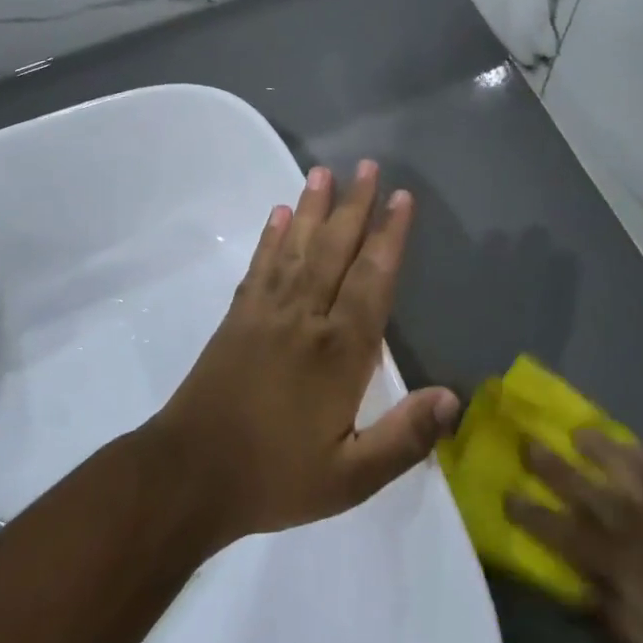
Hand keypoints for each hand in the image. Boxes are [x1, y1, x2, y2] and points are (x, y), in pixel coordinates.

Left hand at [151, 161, 460, 548]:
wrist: (188, 477)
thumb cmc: (274, 477)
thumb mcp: (350, 478)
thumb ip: (404, 438)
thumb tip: (455, 398)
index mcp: (339, 352)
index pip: (373, 280)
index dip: (390, 237)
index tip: (402, 199)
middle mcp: (305, 318)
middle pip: (335, 251)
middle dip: (355, 206)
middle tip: (367, 165)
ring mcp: (266, 313)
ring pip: (297, 248)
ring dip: (312, 209)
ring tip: (322, 172)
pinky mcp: (237, 318)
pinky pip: (259, 267)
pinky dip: (271, 238)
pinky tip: (278, 215)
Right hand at [506, 433, 642, 642]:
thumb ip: (610, 615)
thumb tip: (579, 584)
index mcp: (623, 567)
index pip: (565, 535)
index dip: (533, 516)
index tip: (507, 494)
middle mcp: (640, 529)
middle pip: (588, 492)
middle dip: (554, 469)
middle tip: (528, 443)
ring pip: (629, 471)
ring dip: (601, 449)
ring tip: (578, 430)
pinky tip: (636, 444)